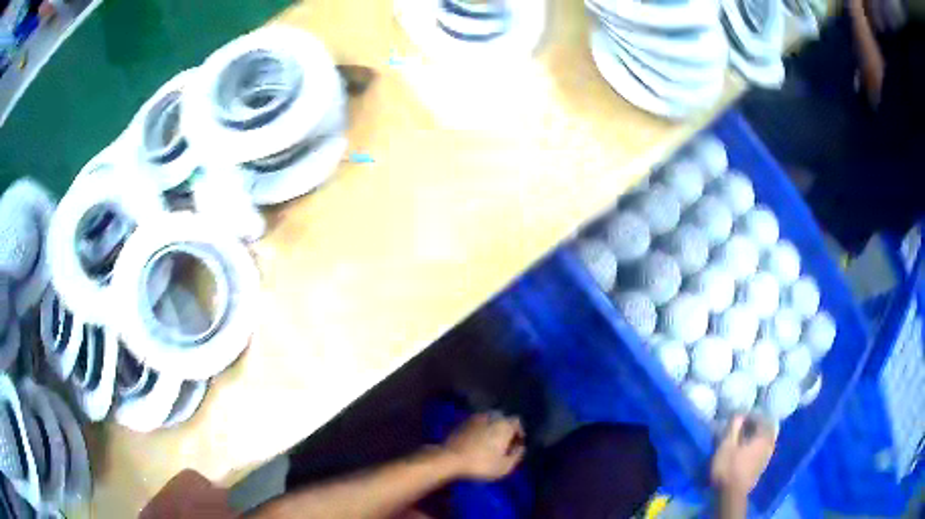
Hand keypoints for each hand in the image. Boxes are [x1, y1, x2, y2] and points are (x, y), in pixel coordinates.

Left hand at [443, 413, 525, 479]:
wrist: (449, 459)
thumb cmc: (481, 463)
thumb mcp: (505, 466)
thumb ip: (517, 455)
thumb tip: (520, 447)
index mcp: (504, 425)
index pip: (517, 422)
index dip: (518, 433)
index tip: (516, 445)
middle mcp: (491, 416)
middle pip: (502, 419)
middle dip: (505, 430)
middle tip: (503, 444)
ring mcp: (474, 418)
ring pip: (488, 421)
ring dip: (491, 430)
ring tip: (489, 444)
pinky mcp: (461, 423)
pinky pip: (476, 425)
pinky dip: (479, 431)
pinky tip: (476, 443)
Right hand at [711, 415, 776, 499]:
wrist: (731, 495)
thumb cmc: (728, 467)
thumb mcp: (726, 445)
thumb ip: (733, 427)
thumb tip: (739, 414)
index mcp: (763, 436)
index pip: (761, 418)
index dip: (751, 416)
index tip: (741, 417)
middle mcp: (769, 444)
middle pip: (766, 429)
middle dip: (756, 426)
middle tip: (744, 426)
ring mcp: (767, 457)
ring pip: (765, 440)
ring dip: (757, 437)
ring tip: (745, 438)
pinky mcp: (762, 468)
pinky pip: (762, 451)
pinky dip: (757, 447)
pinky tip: (747, 451)